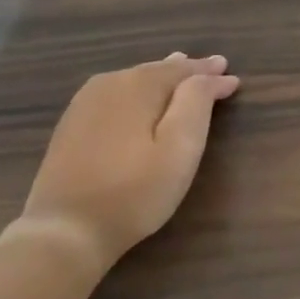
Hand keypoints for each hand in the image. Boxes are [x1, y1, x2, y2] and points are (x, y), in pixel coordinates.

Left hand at [21, 54, 240, 269]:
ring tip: (178, 71)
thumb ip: (196, 104)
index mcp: (137, 86)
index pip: (183, 71)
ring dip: (160, 77)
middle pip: (155, 71)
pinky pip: (114, 94)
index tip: (233, 78)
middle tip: (211, 68)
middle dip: (185, 71)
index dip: (209, 74)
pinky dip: (136, 91)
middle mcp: (108, 85)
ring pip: (132, 80)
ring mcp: (84, 104)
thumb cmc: (135, 192)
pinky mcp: (71, 125)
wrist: (66, 229)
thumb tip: (208, 75)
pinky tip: (140, 96)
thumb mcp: (180, 150)